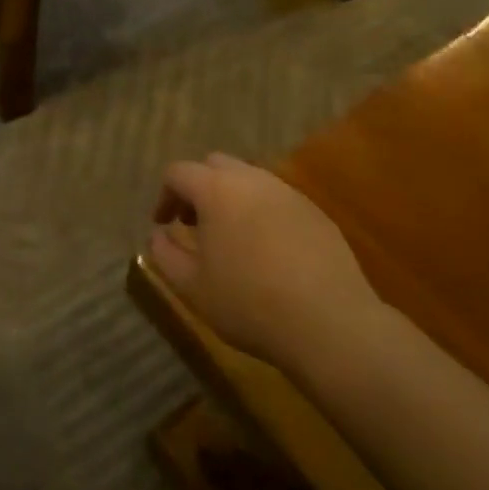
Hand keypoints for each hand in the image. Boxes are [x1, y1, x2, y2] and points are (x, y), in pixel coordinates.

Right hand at [149, 152, 379, 370]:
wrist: (330, 324)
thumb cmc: (250, 303)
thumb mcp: (192, 287)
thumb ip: (165, 254)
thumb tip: (158, 234)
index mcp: (216, 190)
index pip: (178, 172)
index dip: (164, 195)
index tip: (163, 224)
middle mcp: (251, 179)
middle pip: (215, 165)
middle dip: (198, 188)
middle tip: (194, 224)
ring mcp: (287, 193)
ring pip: (249, 180)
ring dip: (231, 199)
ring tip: (231, 238)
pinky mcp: (315, 212)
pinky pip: (278, 200)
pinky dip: (262, 213)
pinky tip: (268, 252)